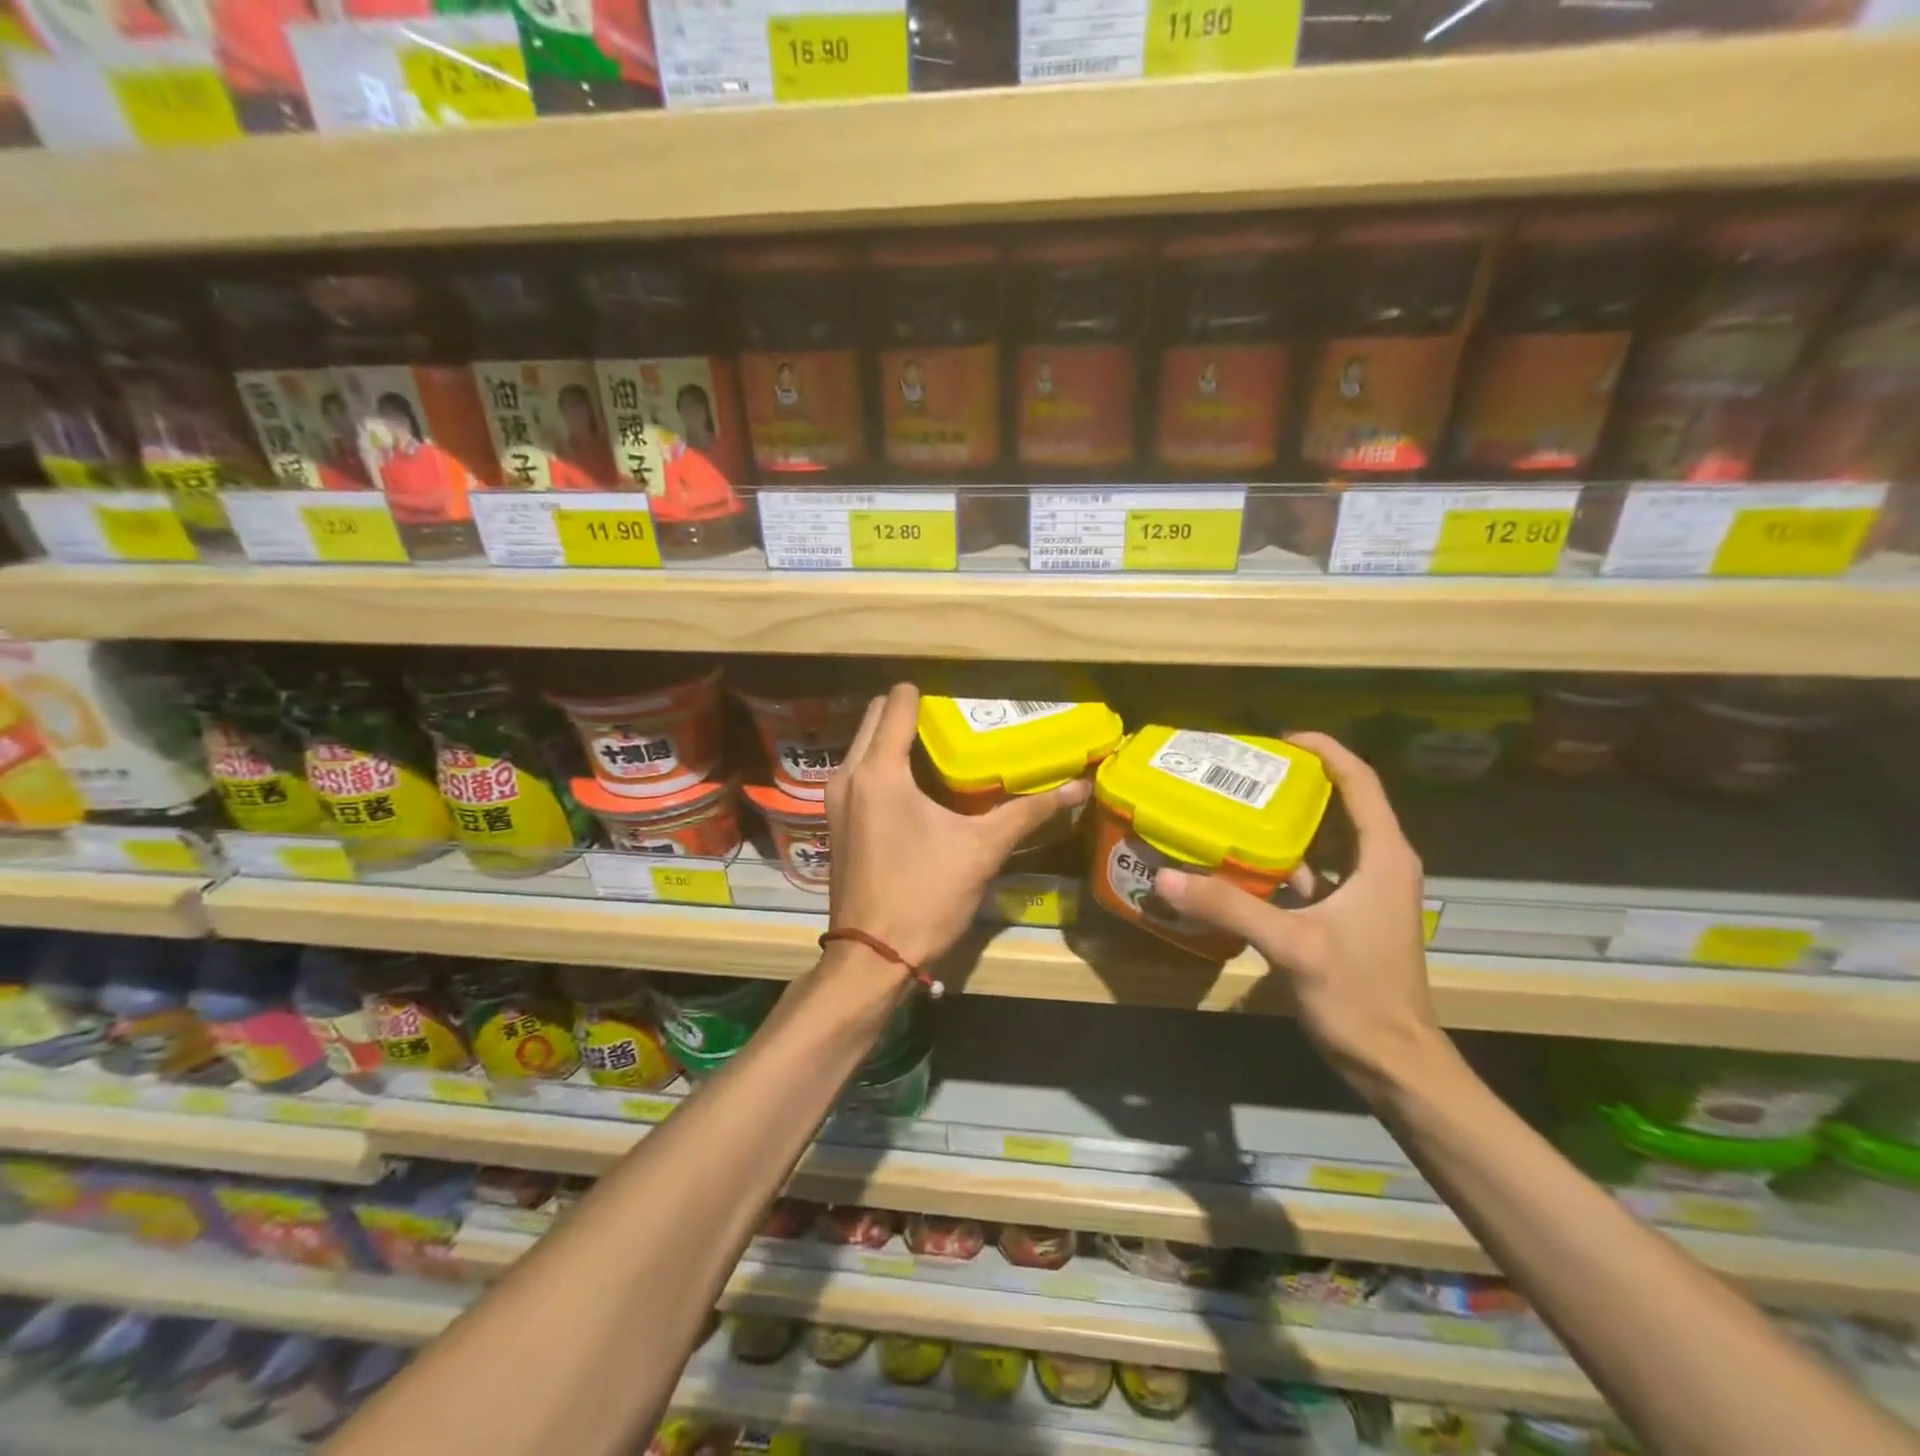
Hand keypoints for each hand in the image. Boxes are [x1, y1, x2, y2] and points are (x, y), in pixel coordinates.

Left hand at [825, 684, 1090, 969]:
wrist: (872, 957)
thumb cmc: (925, 896)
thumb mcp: (983, 849)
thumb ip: (1029, 811)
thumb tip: (1079, 787)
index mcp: (879, 771)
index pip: (897, 703)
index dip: (928, 696)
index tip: (960, 703)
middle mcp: (848, 775)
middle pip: (876, 717)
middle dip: (910, 712)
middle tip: (954, 724)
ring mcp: (836, 799)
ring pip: (864, 745)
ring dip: (894, 738)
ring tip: (939, 752)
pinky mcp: (836, 821)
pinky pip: (858, 772)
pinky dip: (882, 765)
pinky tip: (915, 788)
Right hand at [1150, 732, 1440, 1083]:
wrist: (1395, 1063)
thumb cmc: (1358, 994)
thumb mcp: (1292, 944)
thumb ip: (1230, 907)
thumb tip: (1167, 878)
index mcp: (1383, 857)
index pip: (1359, 782)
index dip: (1325, 752)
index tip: (1279, 740)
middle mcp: (1379, 866)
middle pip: (1341, 806)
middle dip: (1296, 785)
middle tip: (1243, 775)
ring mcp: (1364, 895)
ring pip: (1324, 843)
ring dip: (1285, 826)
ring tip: (1234, 811)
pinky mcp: (1348, 920)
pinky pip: (1313, 876)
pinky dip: (1280, 866)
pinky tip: (1239, 869)